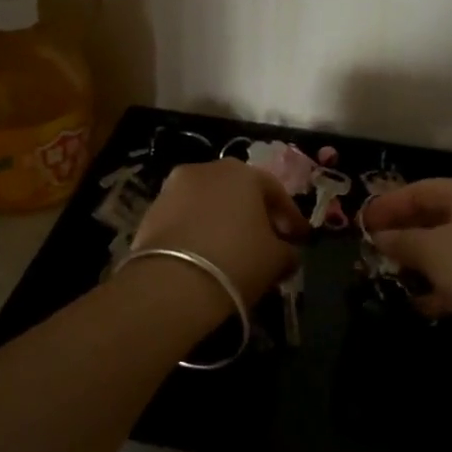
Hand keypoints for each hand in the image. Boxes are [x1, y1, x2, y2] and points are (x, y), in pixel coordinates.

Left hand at [133, 159, 307, 306]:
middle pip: (239, 191)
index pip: (275, 191)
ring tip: (234, 250)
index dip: (291, 217)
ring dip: (223, 221)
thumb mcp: (277, 260)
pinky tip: (206, 254)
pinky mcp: (150, 211)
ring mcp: (173, 188)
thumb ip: (288, 251)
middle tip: (268, 240)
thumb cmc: (236, 261)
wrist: (172, 282)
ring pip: (209, 203)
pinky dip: (198, 231)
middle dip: (255, 214)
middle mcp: (207, 169)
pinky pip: (185, 218)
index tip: (301, 238)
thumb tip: (288, 252)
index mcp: (242, 172)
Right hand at [361, 179, 451, 356]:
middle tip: (374, 250)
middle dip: (404, 234)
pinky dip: (443, 286)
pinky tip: (423, 305)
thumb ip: (402, 241)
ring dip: (421, 263)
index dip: (389, 204)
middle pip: (436, 217)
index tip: (362, 223)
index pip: (421, 189)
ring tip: (392, 278)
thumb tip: (379, 237)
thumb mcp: (433, 250)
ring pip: (450, 248)